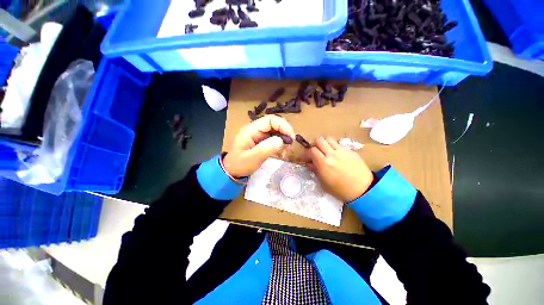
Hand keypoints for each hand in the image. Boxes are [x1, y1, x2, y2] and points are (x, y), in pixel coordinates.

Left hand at [223, 115, 295, 176]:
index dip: (283, 125)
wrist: (232, 170)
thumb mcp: (252, 159)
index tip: (291, 137)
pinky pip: (273, 137)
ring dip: (283, 137)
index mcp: (251, 130)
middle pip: (274, 123)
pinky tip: (281, 150)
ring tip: (286, 148)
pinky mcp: (260, 140)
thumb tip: (281, 140)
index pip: (270, 120)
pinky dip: (279, 142)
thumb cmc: (239, 165)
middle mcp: (255, 129)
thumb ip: (265, 149)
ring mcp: (258, 134)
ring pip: (275, 130)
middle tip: (290, 144)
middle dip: (284, 131)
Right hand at [306, 137, 373, 201]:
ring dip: (324, 144)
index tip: (307, 157)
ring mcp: (342, 151)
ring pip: (329, 139)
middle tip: (316, 152)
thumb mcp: (324, 183)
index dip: (307, 153)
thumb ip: (315, 170)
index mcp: (324, 164)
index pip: (311, 150)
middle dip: (315, 145)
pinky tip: (337, 155)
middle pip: (319, 140)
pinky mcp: (350, 151)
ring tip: (326, 151)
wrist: (364, 190)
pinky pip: (339, 144)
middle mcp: (332, 154)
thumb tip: (309, 163)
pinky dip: (334, 147)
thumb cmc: (341, 190)